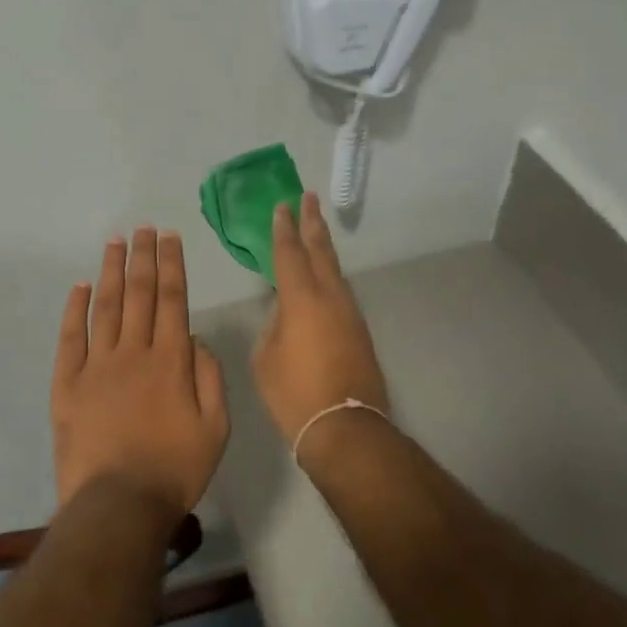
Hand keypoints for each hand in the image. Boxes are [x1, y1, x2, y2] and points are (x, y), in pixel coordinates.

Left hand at [52, 228, 228, 522]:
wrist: (118, 505)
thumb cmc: (175, 468)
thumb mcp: (215, 427)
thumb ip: (209, 376)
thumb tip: (195, 337)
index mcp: (170, 360)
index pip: (173, 299)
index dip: (171, 264)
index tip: (169, 237)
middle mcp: (133, 351)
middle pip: (139, 293)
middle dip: (142, 256)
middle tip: (143, 228)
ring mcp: (97, 365)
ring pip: (105, 306)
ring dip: (111, 271)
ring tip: (115, 242)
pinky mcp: (68, 384)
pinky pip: (70, 337)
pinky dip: (74, 309)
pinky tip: (79, 286)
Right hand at [255, 193, 390, 452]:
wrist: (345, 428)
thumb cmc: (294, 394)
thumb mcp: (267, 359)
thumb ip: (274, 328)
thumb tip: (286, 318)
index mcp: (302, 299)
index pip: (289, 254)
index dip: (284, 229)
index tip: (283, 206)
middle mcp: (330, 298)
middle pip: (321, 251)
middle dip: (313, 224)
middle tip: (309, 198)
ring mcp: (349, 314)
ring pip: (335, 271)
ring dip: (324, 248)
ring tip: (316, 231)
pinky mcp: (359, 331)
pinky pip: (340, 292)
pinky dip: (330, 276)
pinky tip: (322, 279)